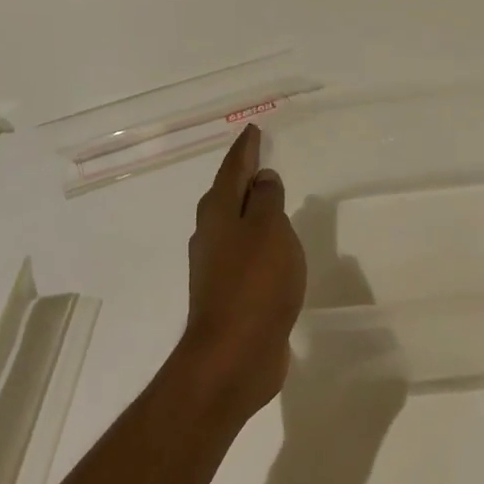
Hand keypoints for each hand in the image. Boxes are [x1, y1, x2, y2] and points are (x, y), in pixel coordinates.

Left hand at [176, 124, 307, 421]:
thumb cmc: (255, 284)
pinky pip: (246, 256)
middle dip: (242, 178)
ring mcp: (217, 269)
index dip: (245, 149)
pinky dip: (259, 244)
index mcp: (218, 214)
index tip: (254, 129)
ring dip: (250, 211)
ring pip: (234, 228)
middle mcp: (211, 237)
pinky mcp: (229, 295)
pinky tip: (273, 250)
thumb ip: (266, 201)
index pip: (232, 170)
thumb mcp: (269, 231)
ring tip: (270, 200)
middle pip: (226, 197)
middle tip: (260, 159)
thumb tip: (262, 179)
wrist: (234, 354)